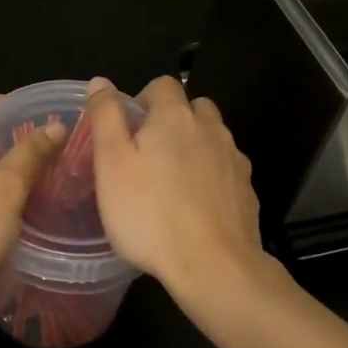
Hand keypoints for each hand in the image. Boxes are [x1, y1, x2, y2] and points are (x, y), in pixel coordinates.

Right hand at [84, 75, 268, 299]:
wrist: (213, 265)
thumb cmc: (149, 214)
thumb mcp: (111, 164)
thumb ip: (106, 117)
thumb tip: (101, 82)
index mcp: (174, 117)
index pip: (162, 85)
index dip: (142, 99)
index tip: (128, 129)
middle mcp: (210, 129)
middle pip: (193, 108)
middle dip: (172, 120)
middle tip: (148, 154)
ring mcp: (234, 160)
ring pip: (213, 138)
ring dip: (194, 147)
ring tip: (171, 182)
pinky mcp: (247, 190)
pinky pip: (225, 169)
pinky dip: (211, 176)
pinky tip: (195, 206)